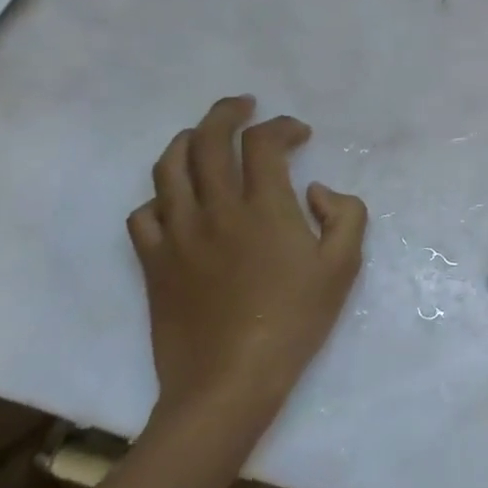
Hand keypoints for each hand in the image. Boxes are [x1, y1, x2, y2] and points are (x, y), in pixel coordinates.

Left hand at [129, 96, 366, 428]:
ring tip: (203, 136)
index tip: (299, 133)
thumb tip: (315, 191)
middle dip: (226, 113)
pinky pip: (143, 213)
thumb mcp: (343, 267)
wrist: (228, 382)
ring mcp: (177, 235)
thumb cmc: (295, 322)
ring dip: (187, 141)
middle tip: (244, 106)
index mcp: (264, 207)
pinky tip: (177, 200)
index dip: (281, 126)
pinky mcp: (153, 262)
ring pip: (168, 168)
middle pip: (207, 140)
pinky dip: (160, 195)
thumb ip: (344, 214)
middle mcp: (215, 209)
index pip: (263, 142)